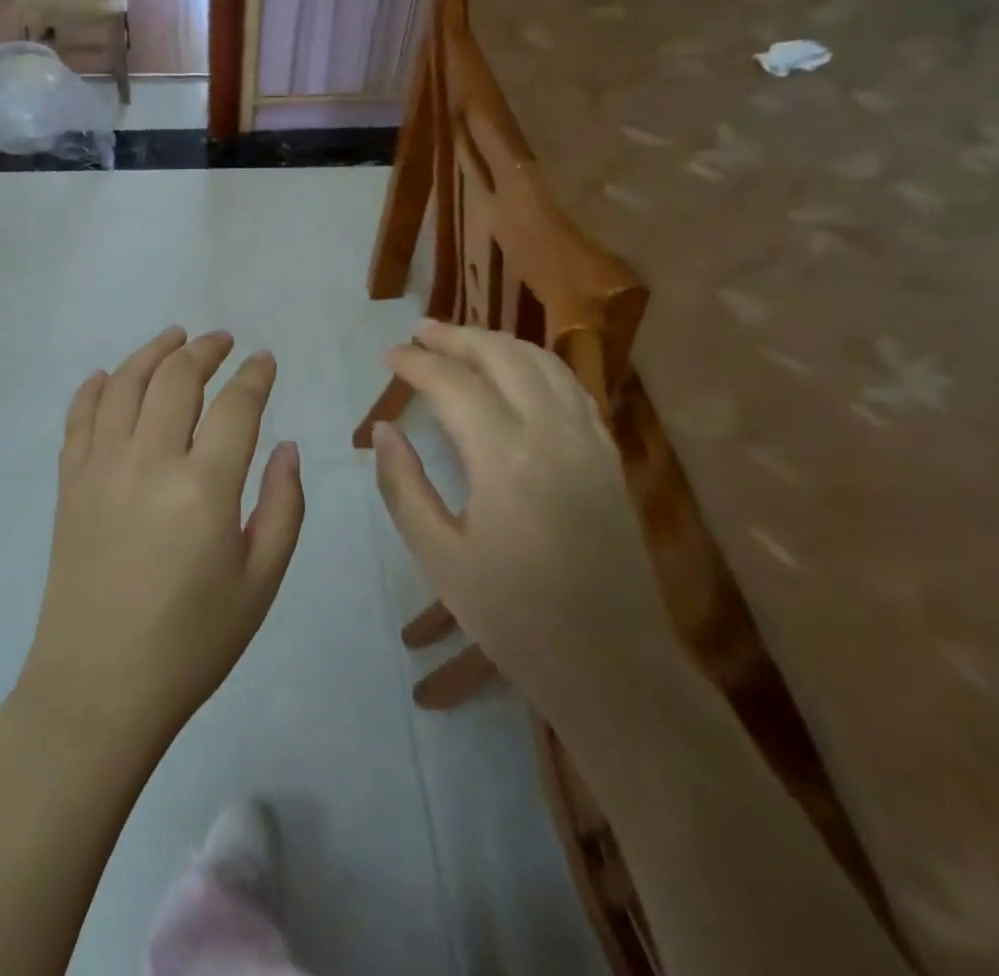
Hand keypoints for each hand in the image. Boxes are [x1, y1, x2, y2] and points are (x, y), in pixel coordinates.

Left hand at [21, 327, 304, 745]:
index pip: (236, 405)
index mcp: (204, 487)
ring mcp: (101, 467)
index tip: (264, 360)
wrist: (98, 687)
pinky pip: (79, 417)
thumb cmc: (192, 643)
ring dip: (152, 352)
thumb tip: (288, 447)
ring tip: (174, 338)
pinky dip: (95, 388)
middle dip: (204, 350)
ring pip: (125, 384)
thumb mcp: (260, 584)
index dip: (254, 375)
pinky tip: (109, 377)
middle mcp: (150, 461)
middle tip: (222, 341)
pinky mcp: (69, 483)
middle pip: (177, 378)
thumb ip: (282, 507)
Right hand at [371, 322, 683, 732]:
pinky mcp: (608, 456)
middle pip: (502, 355)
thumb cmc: (515, 618)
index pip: (453, 384)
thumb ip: (403, 486)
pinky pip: (570, 386)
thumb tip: (383, 429)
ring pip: (542, 362)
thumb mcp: (439, 558)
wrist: (615, 665)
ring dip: (498, 342)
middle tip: (420, 333)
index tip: (389, 356)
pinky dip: (536, 363)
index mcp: (504, 457)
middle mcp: (551, 433)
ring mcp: (588, 441)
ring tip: (461, 340)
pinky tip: (517, 371)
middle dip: (456, 337)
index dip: (416, 363)